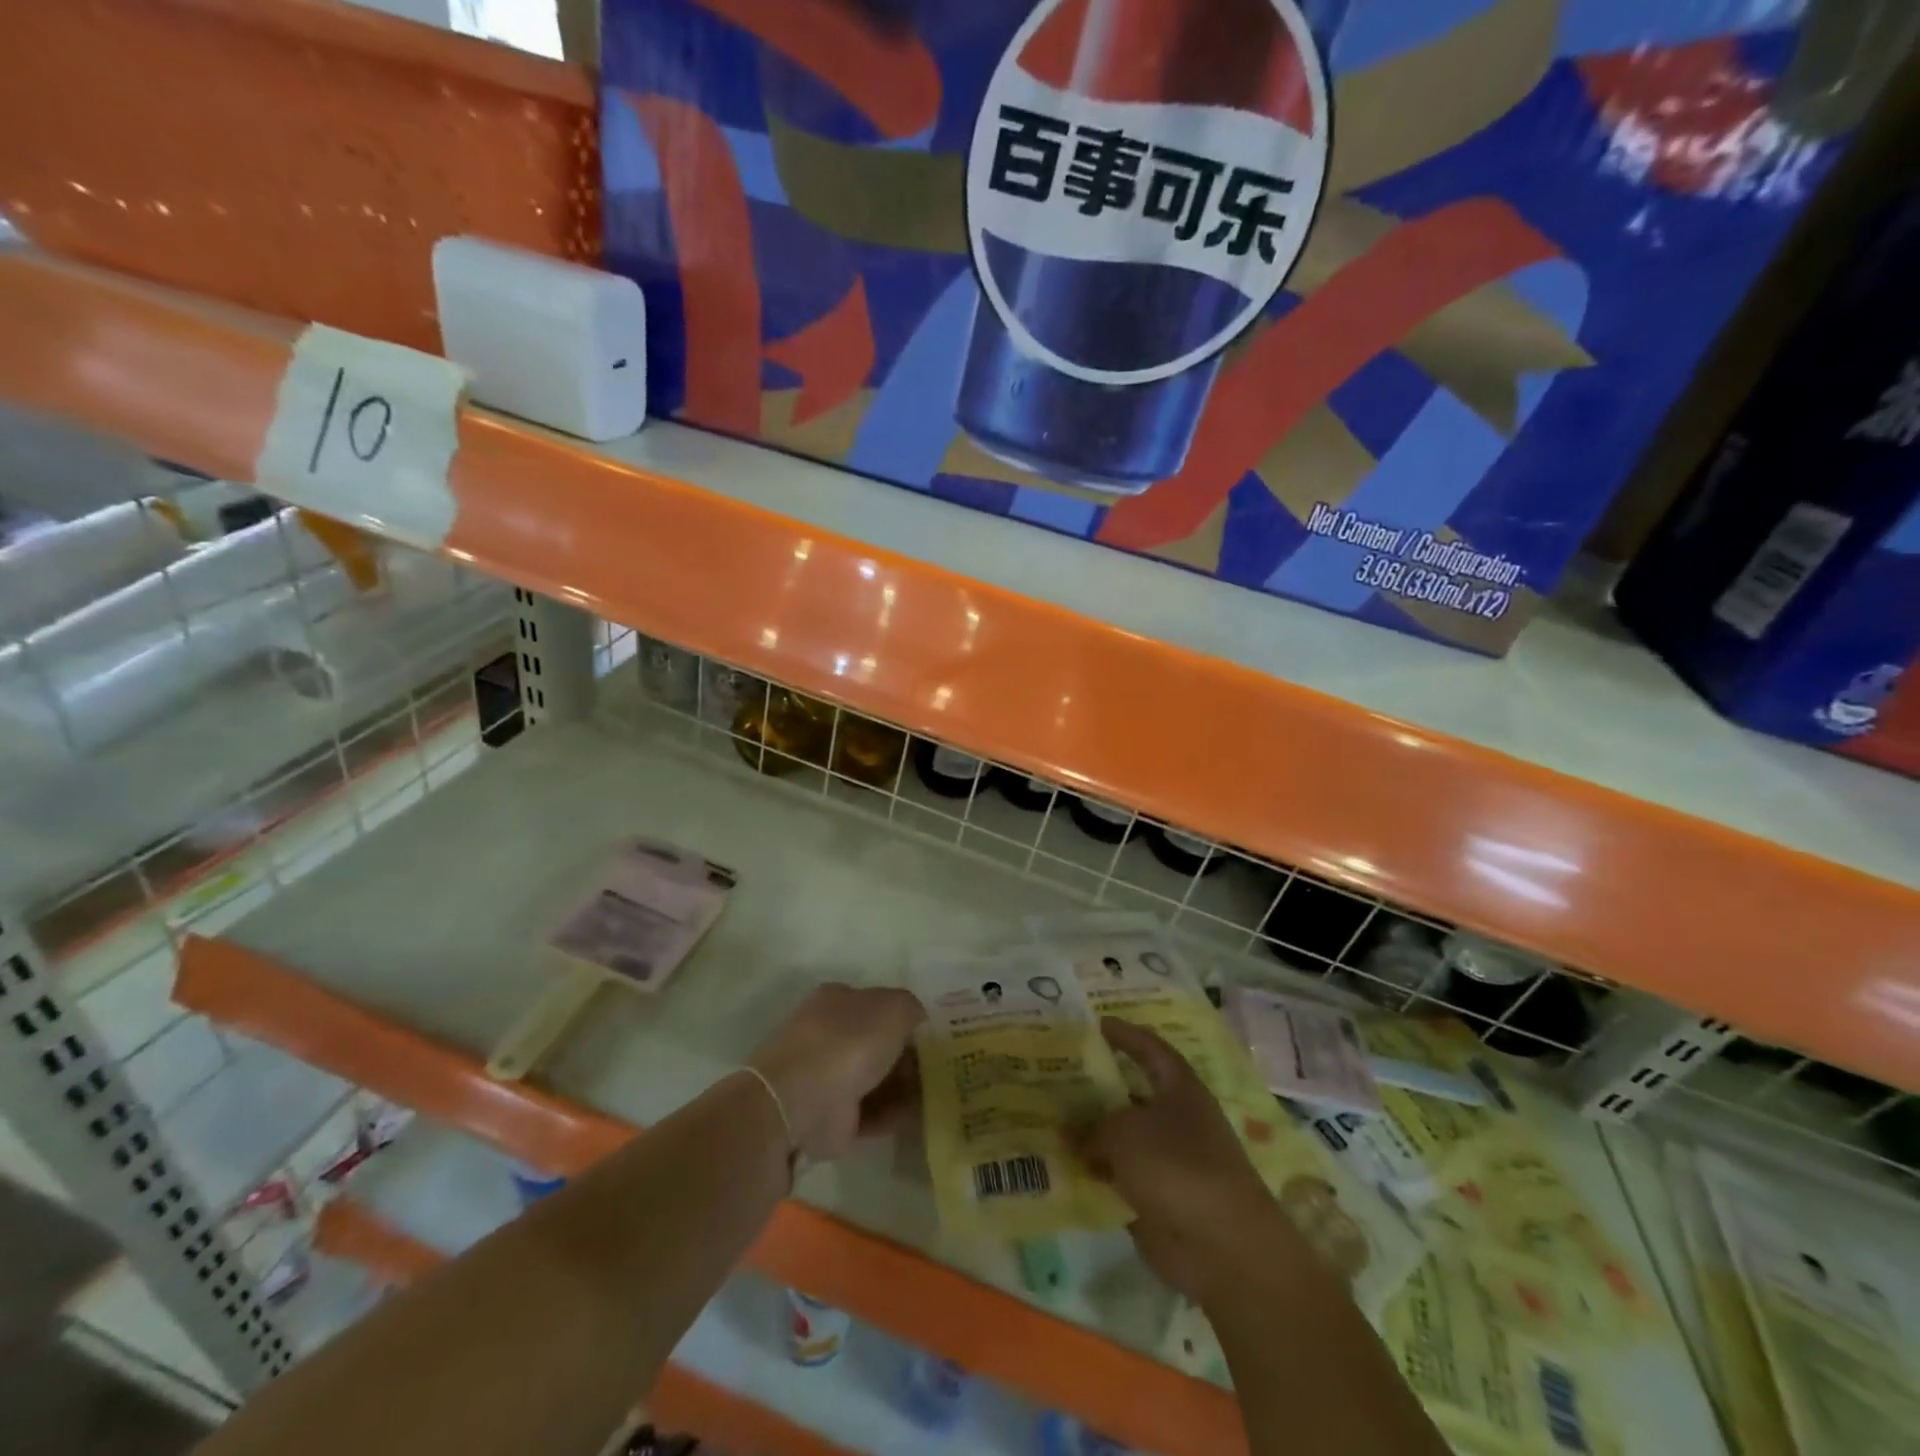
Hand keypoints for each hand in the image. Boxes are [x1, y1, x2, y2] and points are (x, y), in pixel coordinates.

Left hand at [747, 984, 924, 1162]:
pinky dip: (893, 1113)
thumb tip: (918, 1021)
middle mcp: (830, 1034)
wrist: (801, 1101)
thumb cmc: (849, 1041)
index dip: (906, 1017)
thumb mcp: (894, 1007)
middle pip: (878, 1043)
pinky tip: (918, 1114)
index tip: (934, 1034)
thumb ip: (912, 1009)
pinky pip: (871, 1112)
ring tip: (937, 1093)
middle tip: (941, 1066)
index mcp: (838, 1000)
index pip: (877, 1004)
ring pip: (876, 1078)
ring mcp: (828, 1077)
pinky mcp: (831, 1117)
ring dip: (904, 1086)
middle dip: (908, 1055)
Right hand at [1073, 1019, 1291, 1307]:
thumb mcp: (1124, 1133)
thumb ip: (1091, 1127)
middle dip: (1098, 1087)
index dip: (1125, 1034)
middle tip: (1058, 1076)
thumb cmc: (1178, 1167)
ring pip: (1123, 1137)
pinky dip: (1096, 1173)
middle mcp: (1177, 1119)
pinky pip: (1120, 1176)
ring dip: (1092, 1133)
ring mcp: (1169, 1161)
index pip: (1150, 1048)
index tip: (1096, 1024)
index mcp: (1180, 1088)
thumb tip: (1067, 1132)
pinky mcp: (1159, 1198)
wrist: (1223, 1248)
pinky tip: (1062, 1168)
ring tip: (1050, 1121)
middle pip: (1131, 1094)